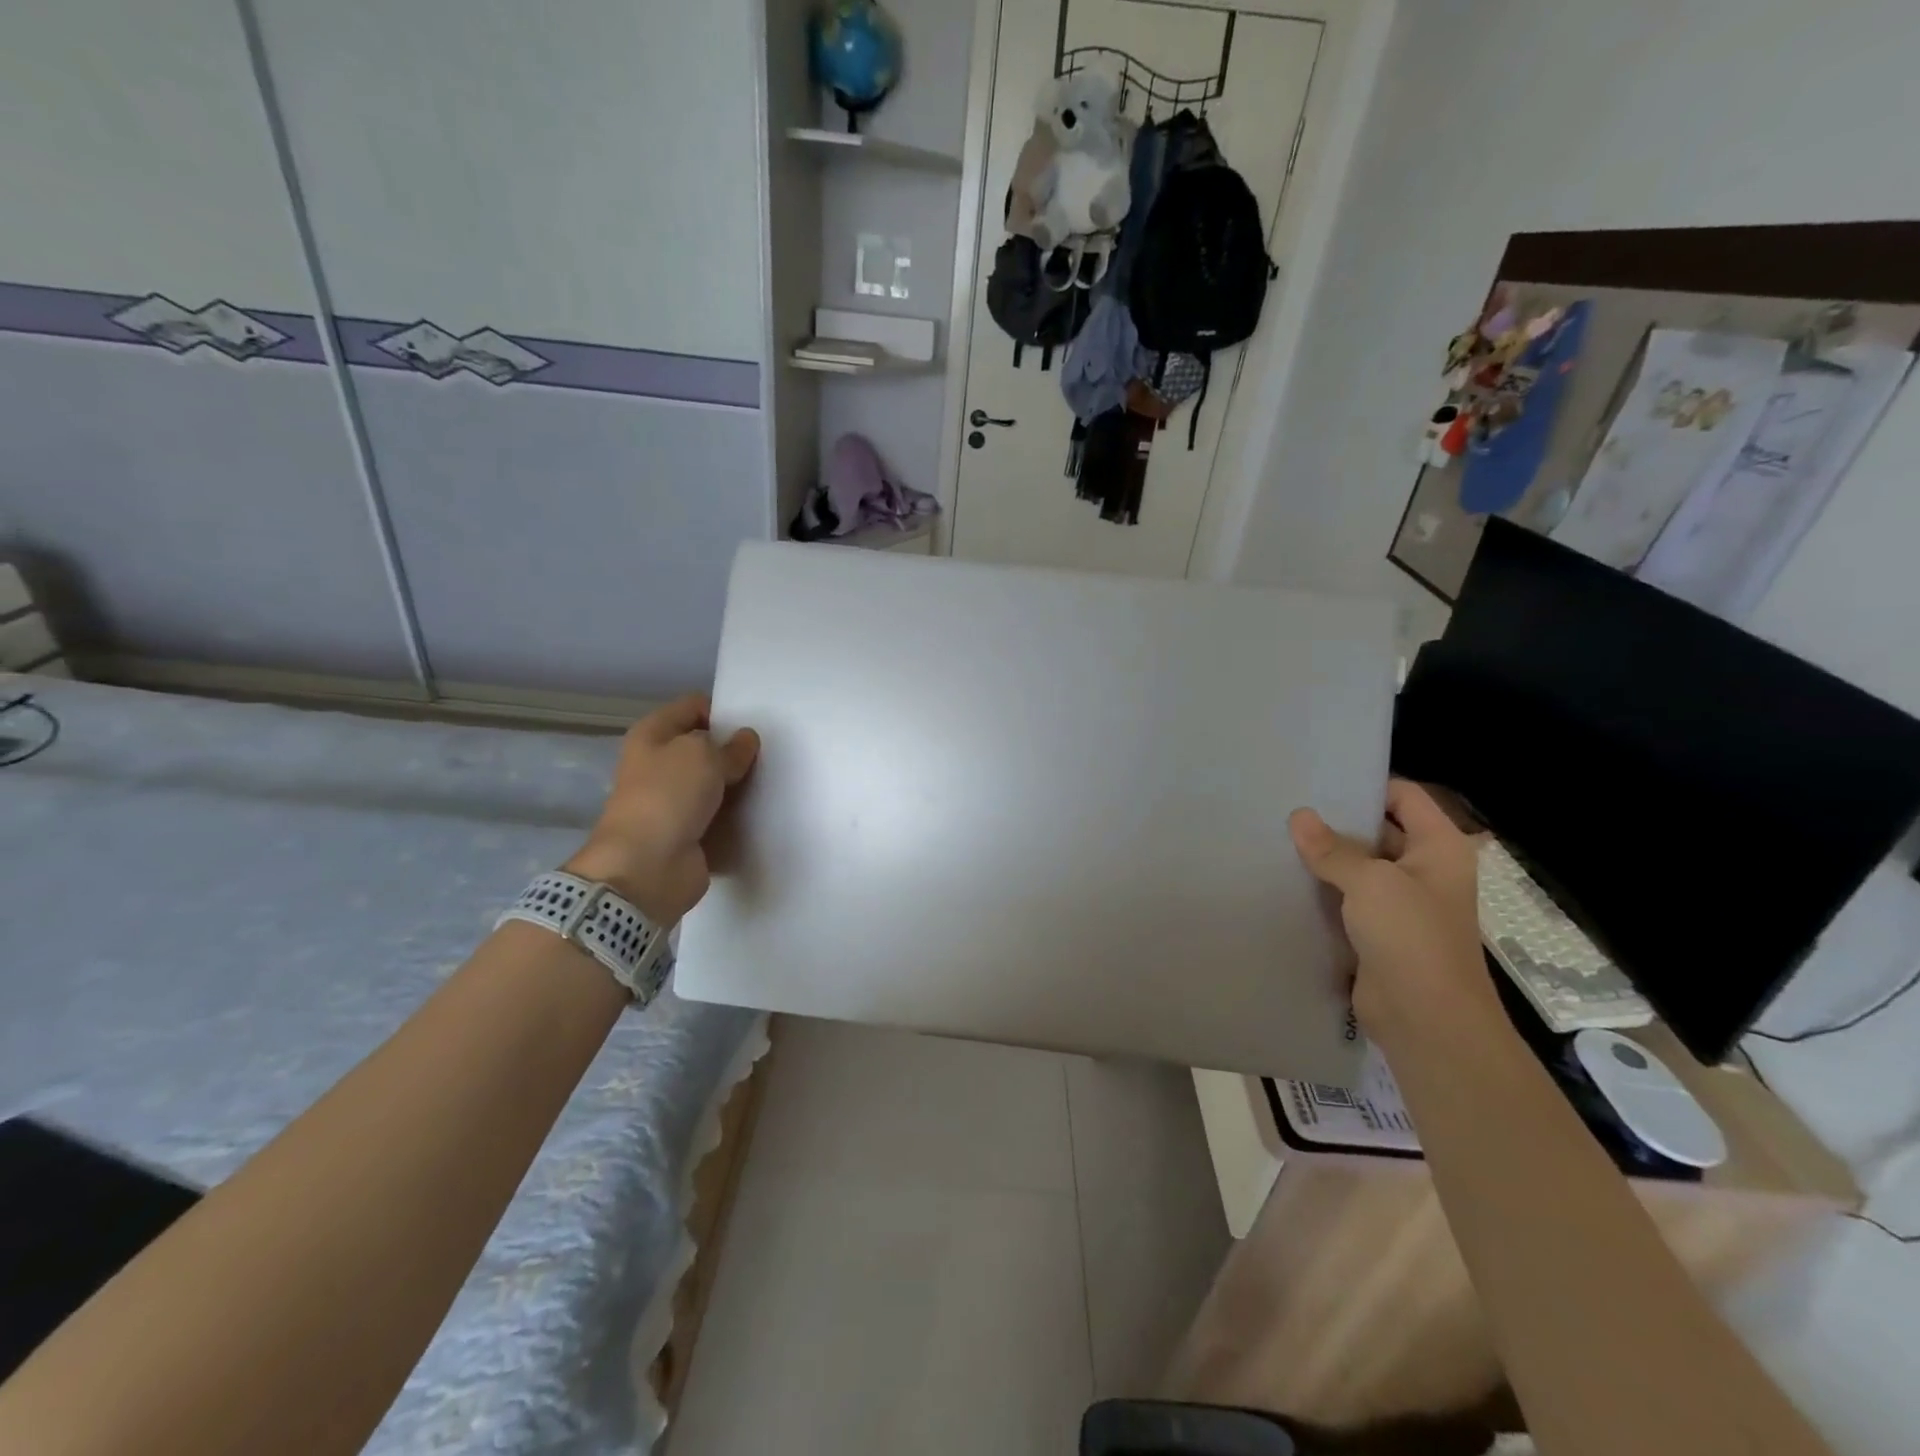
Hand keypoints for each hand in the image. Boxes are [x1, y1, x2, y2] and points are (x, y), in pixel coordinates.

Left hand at [565, 695, 759, 925]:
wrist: (647, 867)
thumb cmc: (668, 797)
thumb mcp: (703, 755)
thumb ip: (730, 745)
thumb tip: (745, 741)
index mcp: (653, 735)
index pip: (694, 707)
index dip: (723, 711)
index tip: (753, 726)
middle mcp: (659, 764)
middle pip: (706, 746)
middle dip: (735, 750)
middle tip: (768, 755)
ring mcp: (673, 801)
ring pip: (715, 783)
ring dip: (738, 785)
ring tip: (771, 782)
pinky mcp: (688, 832)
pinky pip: (719, 815)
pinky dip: (736, 815)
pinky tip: (761, 811)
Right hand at [1289, 780, 1499, 1048]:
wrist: (1426, 1020)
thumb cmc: (1411, 938)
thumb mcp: (1370, 882)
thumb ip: (1333, 848)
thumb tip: (1299, 816)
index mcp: (1439, 847)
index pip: (1403, 797)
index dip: (1365, 785)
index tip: (1318, 780)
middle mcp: (1423, 869)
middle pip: (1378, 829)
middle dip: (1337, 821)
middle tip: (1288, 806)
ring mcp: (1401, 902)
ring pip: (1359, 866)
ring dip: (1326, 857)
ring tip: (1277, 836)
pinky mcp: (1378, 931)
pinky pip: (1347, 898)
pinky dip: (1322, 888)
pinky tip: (1285, 877)